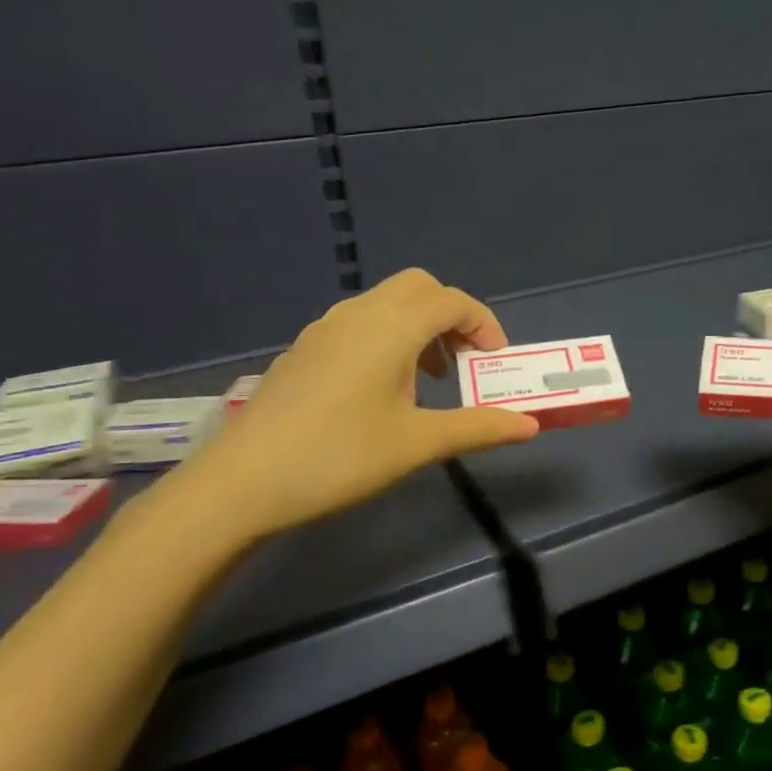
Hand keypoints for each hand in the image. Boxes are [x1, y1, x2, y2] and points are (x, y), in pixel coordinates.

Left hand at [174, 269, 538, 545]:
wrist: (241, 483)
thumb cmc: (340, 456)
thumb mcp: (417, 444)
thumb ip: (478, 428)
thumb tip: (530, 425)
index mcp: (392, 327)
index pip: (452, 301)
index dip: (484, 324)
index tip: (497, 361)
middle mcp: (359, 314)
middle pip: (419, 287)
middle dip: (452, 316)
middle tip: (465, 361)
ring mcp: (325, 329)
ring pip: (386, 303)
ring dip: (419, 327)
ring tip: (429, 380)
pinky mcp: (304, 349)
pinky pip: (360, 323)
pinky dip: (388, 337)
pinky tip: (382, 390)